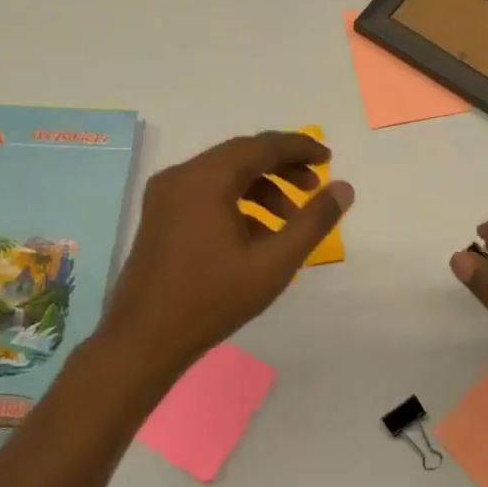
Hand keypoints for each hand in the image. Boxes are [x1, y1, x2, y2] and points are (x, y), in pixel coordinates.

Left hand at [97, 131, 353, 398]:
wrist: (143, 340)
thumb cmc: (212, 300)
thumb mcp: (274, 263)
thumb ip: (313, 222)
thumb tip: (344, 188)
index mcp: (206, 179)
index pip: (262, 146)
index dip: (299, 148)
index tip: (329, 158)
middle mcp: (181, 175)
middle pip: (241, 155)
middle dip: (282, 168)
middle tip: (313, 187)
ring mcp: (165, 195)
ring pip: (223, 174)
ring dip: (261, 188)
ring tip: (289, 220)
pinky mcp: (159, 215)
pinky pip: (205, 192)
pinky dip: (236, 202)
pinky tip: (256, 236)